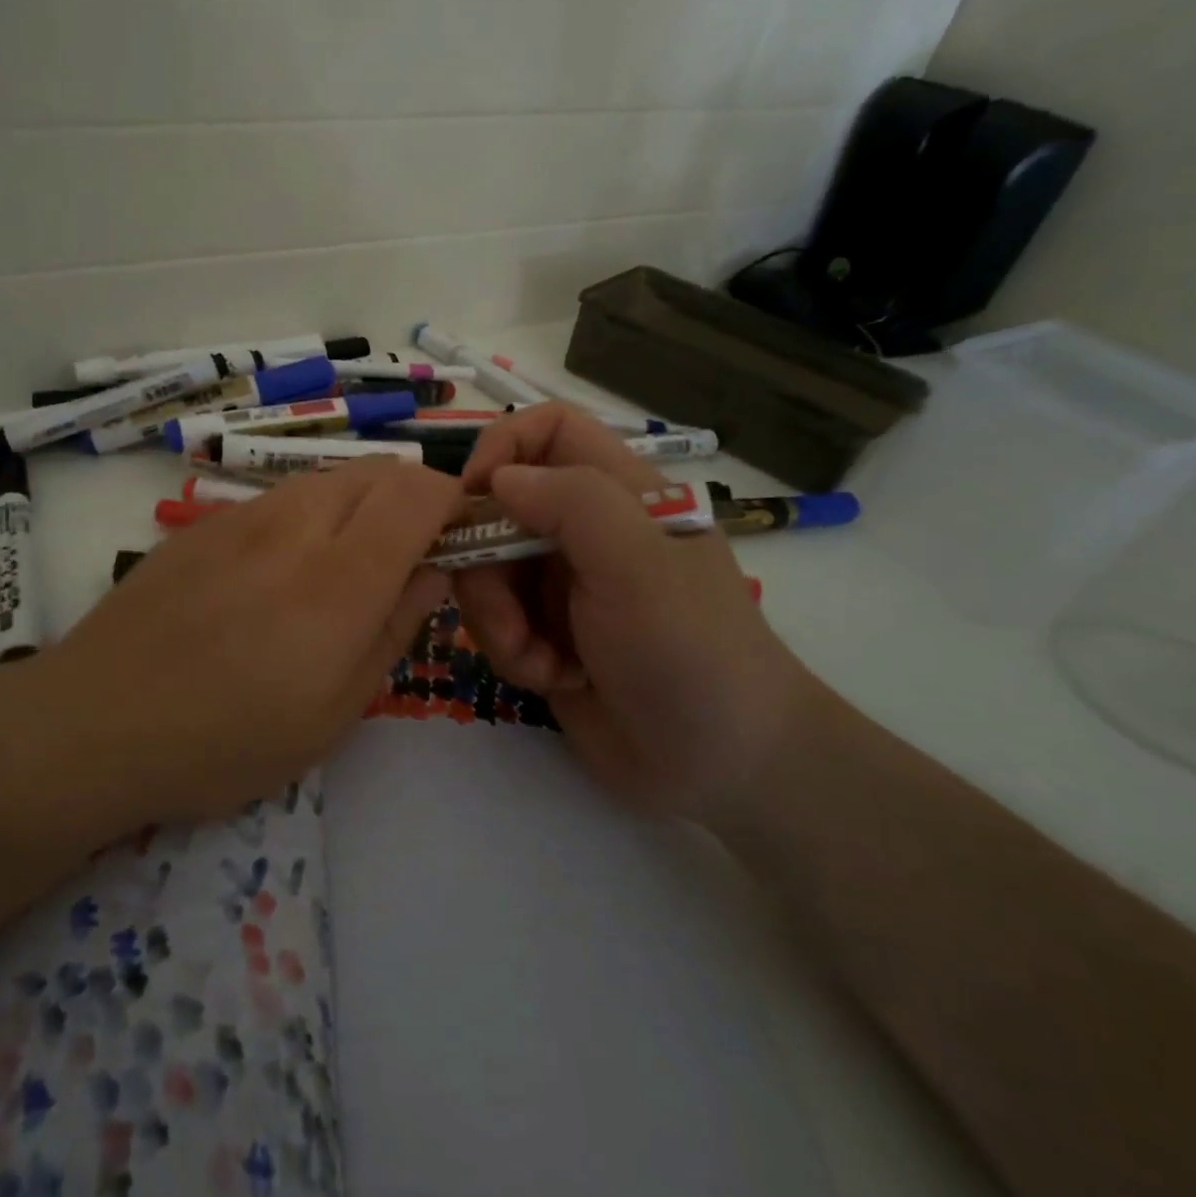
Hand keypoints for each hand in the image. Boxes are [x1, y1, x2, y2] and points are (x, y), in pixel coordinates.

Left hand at [21, 457, 463, 829]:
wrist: (97, 721)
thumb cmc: (226, 740)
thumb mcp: (334, 712)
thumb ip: (394, 629)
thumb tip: (432, 572)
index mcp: (340, 578)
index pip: (419, 493)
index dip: (453, 502)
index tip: (458, 540)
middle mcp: (295, 525)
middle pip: (377, 471)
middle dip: (411, 499)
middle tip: (406, 558)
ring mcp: (243, 516)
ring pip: (327, 479)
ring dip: (359, 506)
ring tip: (343, 568)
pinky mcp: (205, 523)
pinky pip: (279, 499)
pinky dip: (308, 516)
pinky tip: (279, 573)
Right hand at [454, 404, 816, 820]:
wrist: (723, 766)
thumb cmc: (689, 651)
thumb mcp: (637, 565)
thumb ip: (572, 503)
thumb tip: (498, 478)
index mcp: (617, 494)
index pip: (547, 430)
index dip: (502, 447)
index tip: (472, 497)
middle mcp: (583, 532)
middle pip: (497, 509)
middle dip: (485, 564)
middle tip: (507, 615)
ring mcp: (561, 586)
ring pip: (485, 571)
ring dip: (498, 620)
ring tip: (542, 662)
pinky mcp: (544, 635)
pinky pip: (494, 622)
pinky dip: (512, 652)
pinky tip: (554, 679)